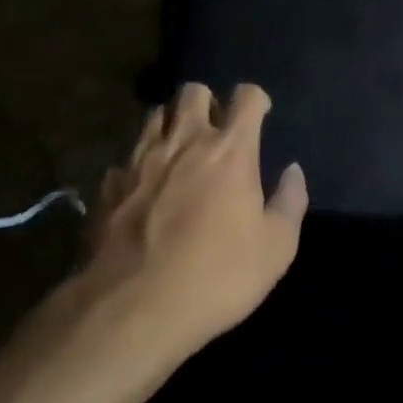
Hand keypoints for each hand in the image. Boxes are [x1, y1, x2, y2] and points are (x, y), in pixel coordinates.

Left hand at [69, 82, 307, 371]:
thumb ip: (290, 202)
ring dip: (171, 125)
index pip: (246, 96)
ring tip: (178, 151)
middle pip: (193, 91)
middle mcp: (184, 140)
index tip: (260, 115)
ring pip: (155, 115)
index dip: (256, 100)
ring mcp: (141, 159)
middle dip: (207, 102)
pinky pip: (126, 157)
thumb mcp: (275, 249)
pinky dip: (138, 165)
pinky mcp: (109, 184)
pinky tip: (143, 189)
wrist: (131, 310)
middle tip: (214, 131)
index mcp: (230, 149)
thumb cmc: (215, 277)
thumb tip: (293, 171)